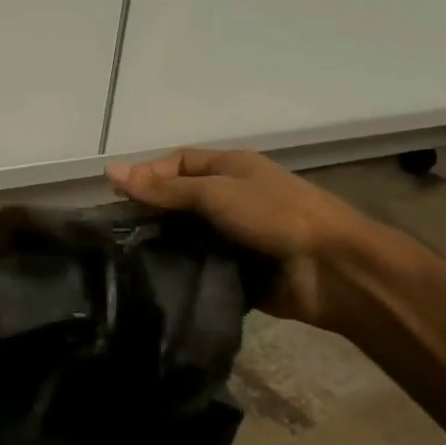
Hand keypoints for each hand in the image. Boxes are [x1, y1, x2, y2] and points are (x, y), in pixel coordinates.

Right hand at [106, 148, 373, 325]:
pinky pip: (200, 267)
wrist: (334, 271)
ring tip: (124, 259)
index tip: (115, 196)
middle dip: (150, 213)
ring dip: (162, 245)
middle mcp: (230, 199)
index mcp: (230, 169)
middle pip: (179, 201)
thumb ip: (164, 189)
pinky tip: (151, 281)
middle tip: (113, 233)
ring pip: (186, 236)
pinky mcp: (236, 272)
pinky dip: (180, 272)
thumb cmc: (276, 216)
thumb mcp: (216, 193)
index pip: (177, 163)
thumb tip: (111, 171)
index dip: (147, 174)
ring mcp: (234, 237)